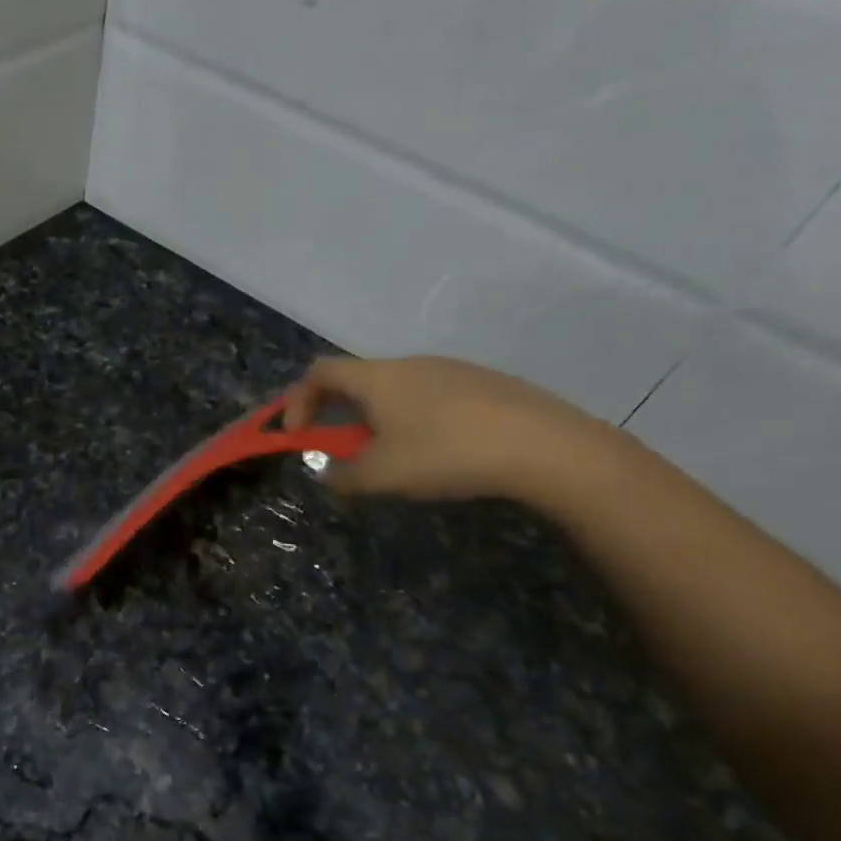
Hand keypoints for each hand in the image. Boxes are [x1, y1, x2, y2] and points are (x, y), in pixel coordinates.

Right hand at [281, 355, 611, 501]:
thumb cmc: (446, 454)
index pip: (320, 372)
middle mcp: (409, 364)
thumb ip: (343, 477)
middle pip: (358, 379)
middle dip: (338, 414)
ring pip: (396, 389)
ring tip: (391, 457)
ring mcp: (451, 369)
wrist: (544, 446)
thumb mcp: (382, 476)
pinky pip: (431, 396)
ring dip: (378, 418)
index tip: (296, 435)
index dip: (298, 400)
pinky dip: (415, 419)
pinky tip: (439, 451)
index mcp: (377, 378)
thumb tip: (327, 475)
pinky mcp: (484, 384)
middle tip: (341, 450)